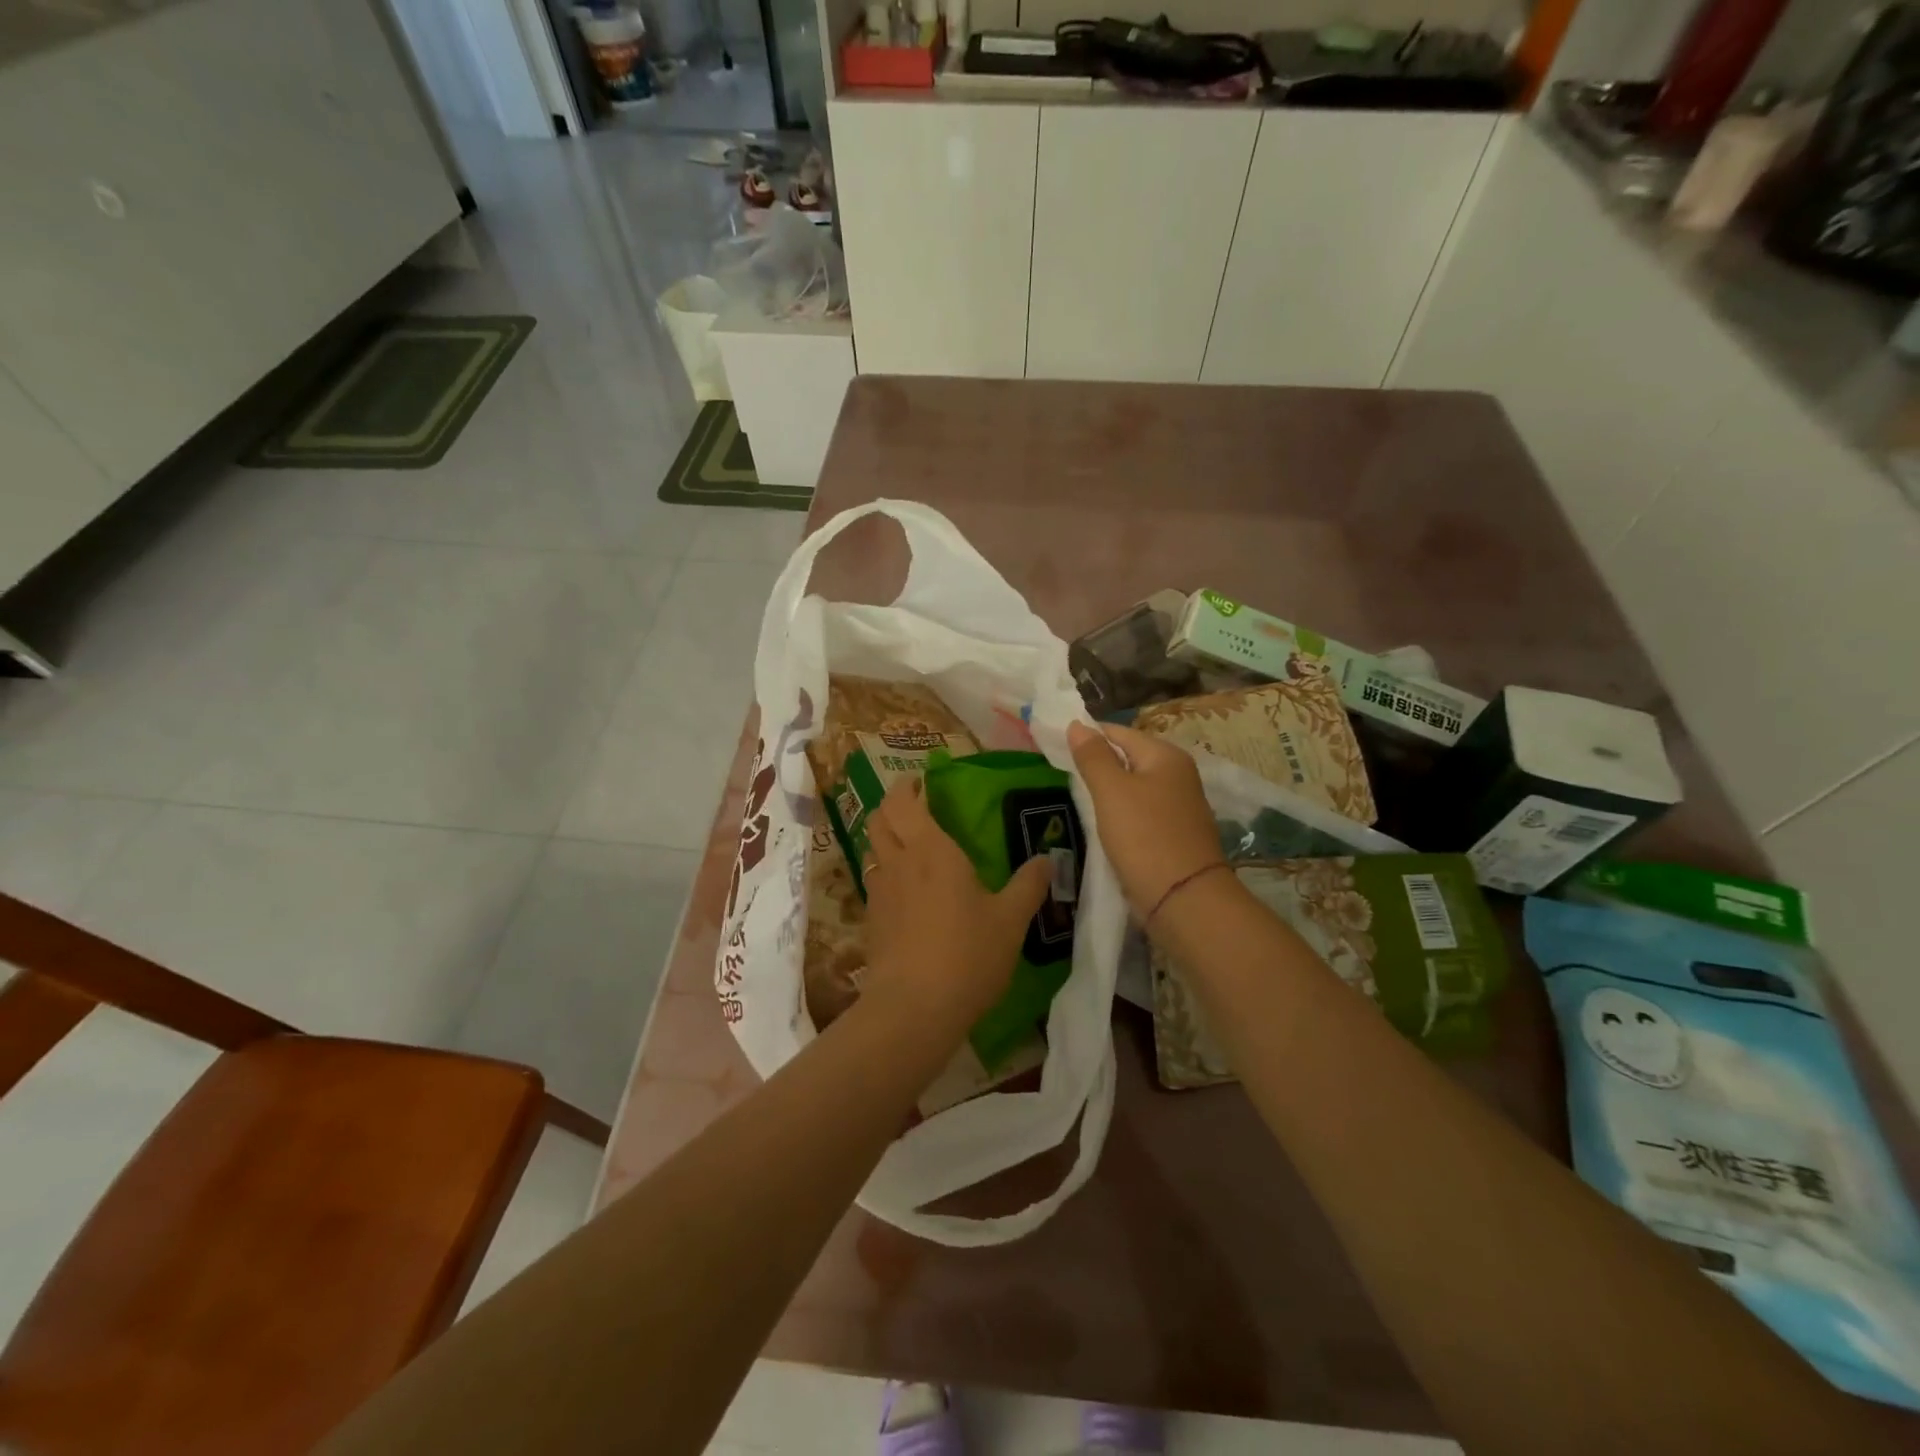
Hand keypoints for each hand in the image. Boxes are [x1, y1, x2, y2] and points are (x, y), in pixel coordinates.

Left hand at [861, 777, 1051, 1033]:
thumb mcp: (1011, 920)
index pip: (903, 801)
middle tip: (913, 805)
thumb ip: (1029, 885)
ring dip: (886, 838)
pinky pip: (874, 882)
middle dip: (891, 805)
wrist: (913, 1008)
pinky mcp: (871, 921)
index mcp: (931, 850)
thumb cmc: (967, 954)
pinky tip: (905, 891)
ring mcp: (878, 892)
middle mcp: (898, 862)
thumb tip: (1047, 859)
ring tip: (909, 845)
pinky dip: (885, 872)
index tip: (918, 780)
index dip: (906, 785)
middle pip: (879, 819)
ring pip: (873, 849)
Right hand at [1066, 721, 1224, 919]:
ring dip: (1109, 791)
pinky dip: (1122, 813)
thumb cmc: (1144, 837)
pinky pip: (1141, 811)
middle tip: (1062, 775)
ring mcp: (1180, 804)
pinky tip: (1104, 825)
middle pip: (1128, 758)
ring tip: (1078, 799)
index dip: (1087, 737)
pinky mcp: (1175, 832)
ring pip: (1134, 786)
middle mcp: (1178, 774)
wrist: (1184, 898)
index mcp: (1166, 755)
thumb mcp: (1111, 791)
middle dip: (1098, 764)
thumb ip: (1093, 756)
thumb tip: (1077, 724)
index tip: (1056, 748)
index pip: (1118, 732)